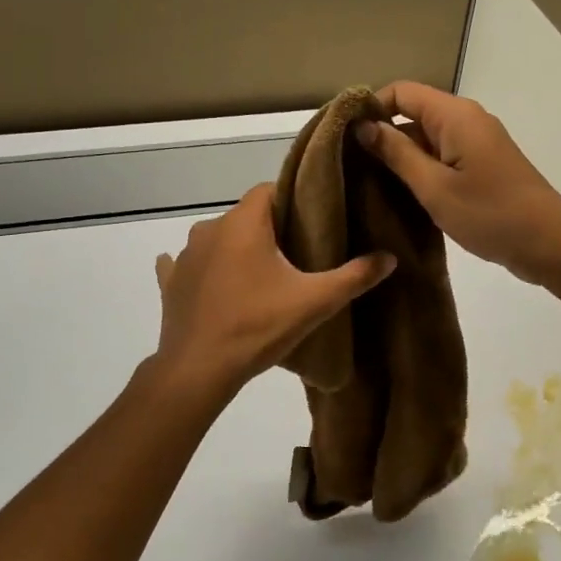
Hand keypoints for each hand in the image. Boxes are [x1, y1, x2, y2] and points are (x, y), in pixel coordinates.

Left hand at [152, 184, 395, 397]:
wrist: (198, 370)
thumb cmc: (257, 327)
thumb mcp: (314, 302)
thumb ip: (354, 277)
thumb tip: (390, 258)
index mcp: (243, 224)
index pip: (268, 190)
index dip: (291, 200)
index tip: (311, 220)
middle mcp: (209, 229)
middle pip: (245, 216)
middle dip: (268, 229)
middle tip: (295, 254)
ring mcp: (185, 256)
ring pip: (218, 239)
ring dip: (236, 250)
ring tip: (261, 275)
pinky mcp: (171, 282)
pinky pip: (186, 265)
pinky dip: (202, 269)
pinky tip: (212, 283)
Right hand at [355, 82, 560, 284]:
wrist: (549, 243)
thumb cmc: (489, 214)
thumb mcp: (434, 187)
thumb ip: (397, 154)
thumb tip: (364, 126)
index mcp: (455, 115)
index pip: (401, 92)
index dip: (371, 108)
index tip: (345, 138)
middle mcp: (466, 120)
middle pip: (413, 113)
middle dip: (383, 136)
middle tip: (351, 167)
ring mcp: (477, 143)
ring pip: (427, 138)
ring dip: (401, 157)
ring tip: (369, 185)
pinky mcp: (483, 166)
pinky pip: (443, 157)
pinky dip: (422, 170)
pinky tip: (401, 196)